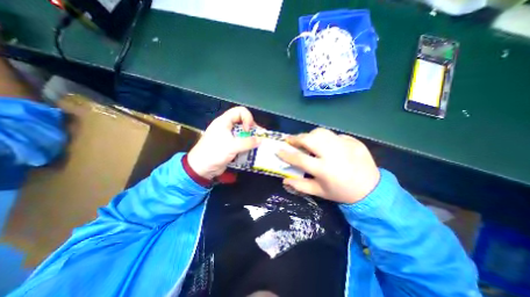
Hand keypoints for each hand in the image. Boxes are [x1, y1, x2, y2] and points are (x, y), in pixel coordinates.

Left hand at [187, 107, 260, 180]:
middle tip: (259, 137)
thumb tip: (261, 140)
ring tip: (259, 145)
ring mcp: (228, 137)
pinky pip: (242, 142)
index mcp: (224, 121)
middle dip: (252, 129)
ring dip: (251, 138)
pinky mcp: (230, 146)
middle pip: (243, 122)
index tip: (248, 130)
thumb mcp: (232, 146)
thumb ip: (248, 142)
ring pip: (243, 133)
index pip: (240, 111)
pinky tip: (253, 150)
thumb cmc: (214, 153)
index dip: (247, 118)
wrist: (201, 168)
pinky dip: (248, 145)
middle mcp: (227, 127)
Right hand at [278, 128, 381, 203]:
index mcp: (324, 170)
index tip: (278, 149)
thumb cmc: (341, 192)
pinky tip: (325, 145)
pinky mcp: (353, 141)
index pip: (299, 158)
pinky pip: (334, 135)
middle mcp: (333, 154)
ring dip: (310, 135)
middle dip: (296, 138)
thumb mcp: (319, 192)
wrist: (371, 189)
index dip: (286, 154)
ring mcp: (345, 145)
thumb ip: (300, 186)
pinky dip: (325, 138)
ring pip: (321, 132)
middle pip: (310, 139)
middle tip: (291, 140)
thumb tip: (284, 179)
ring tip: (306, 140)